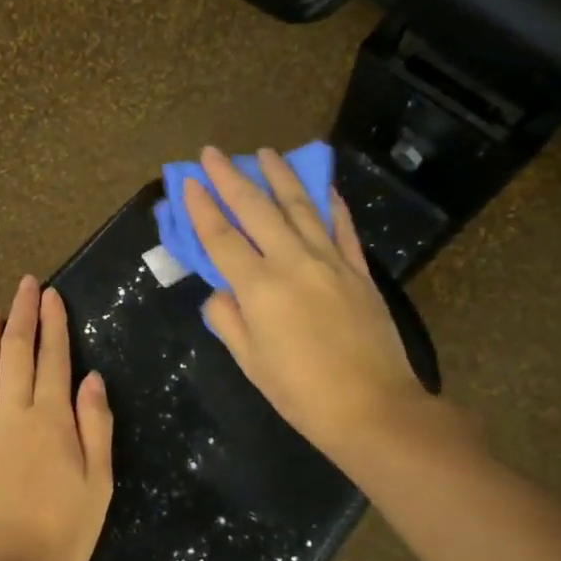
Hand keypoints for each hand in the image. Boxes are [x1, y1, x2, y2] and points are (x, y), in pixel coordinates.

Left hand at [0, 276, 114, 560]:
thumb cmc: (64, 531)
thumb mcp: (99, 481)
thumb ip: (95, 425)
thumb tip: (92, 377)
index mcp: (51, 418)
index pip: (53, 358)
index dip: (53, 324)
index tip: (51, 294)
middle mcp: (13, 414)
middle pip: (15, 353)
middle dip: (21, 316)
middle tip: (24, 284)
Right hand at [183, 146, 443, 466]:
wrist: (372, 407)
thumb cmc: (301, 392)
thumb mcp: (251, 363)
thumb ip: (229, 321)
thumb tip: (222, 293)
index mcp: (259, 288)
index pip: (222, 238)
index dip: (202, 208)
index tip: (189, 181)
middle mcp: (293, 263)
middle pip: (257, 210)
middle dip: (231, 178)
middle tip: (213, 153)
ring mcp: (331, 262)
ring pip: (301, 207)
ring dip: (280, 176)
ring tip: (266, 152)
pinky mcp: (359, 271)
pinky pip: (342, 228)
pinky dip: (331, 204)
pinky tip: (323, 186)